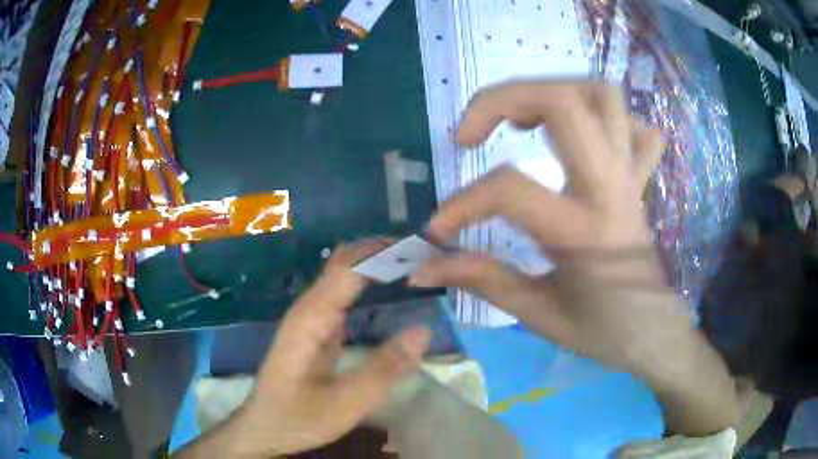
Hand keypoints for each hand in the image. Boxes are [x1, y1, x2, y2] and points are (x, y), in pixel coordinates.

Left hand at [204, 242, 430, 456]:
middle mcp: (310, 307)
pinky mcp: (317, 328)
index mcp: (312, 317)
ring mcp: (312, 317)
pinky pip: (345, 295)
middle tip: (428, 256)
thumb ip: (383, 369)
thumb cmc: (297, 417)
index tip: (424, 249)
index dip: (384, 251)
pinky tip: (393, 292)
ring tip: (418, 267)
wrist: (264, 427)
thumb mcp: (344, 403)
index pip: (349, 265)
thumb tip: (424, 330)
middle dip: (384, 252)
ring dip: (379, 266)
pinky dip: (371, 285)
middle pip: (346, 262)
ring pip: (345, 276)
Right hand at [410, 80, 741, 435]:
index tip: (438, 228)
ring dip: (552, 90)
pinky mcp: (639, 176)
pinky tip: (578, 135)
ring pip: (602, 95)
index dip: (462, 203)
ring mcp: (629, 175)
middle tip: (470, 133)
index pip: (509, 189)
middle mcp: (610, 188)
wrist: (654, 332)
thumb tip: (423, 267)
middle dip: (502, 99)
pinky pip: (634, 125)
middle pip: (564, 102)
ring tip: (520, 118)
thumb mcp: (537, 313)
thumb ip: (481, 280)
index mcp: (582, 230)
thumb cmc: (600, 330)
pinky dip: (603, 117)